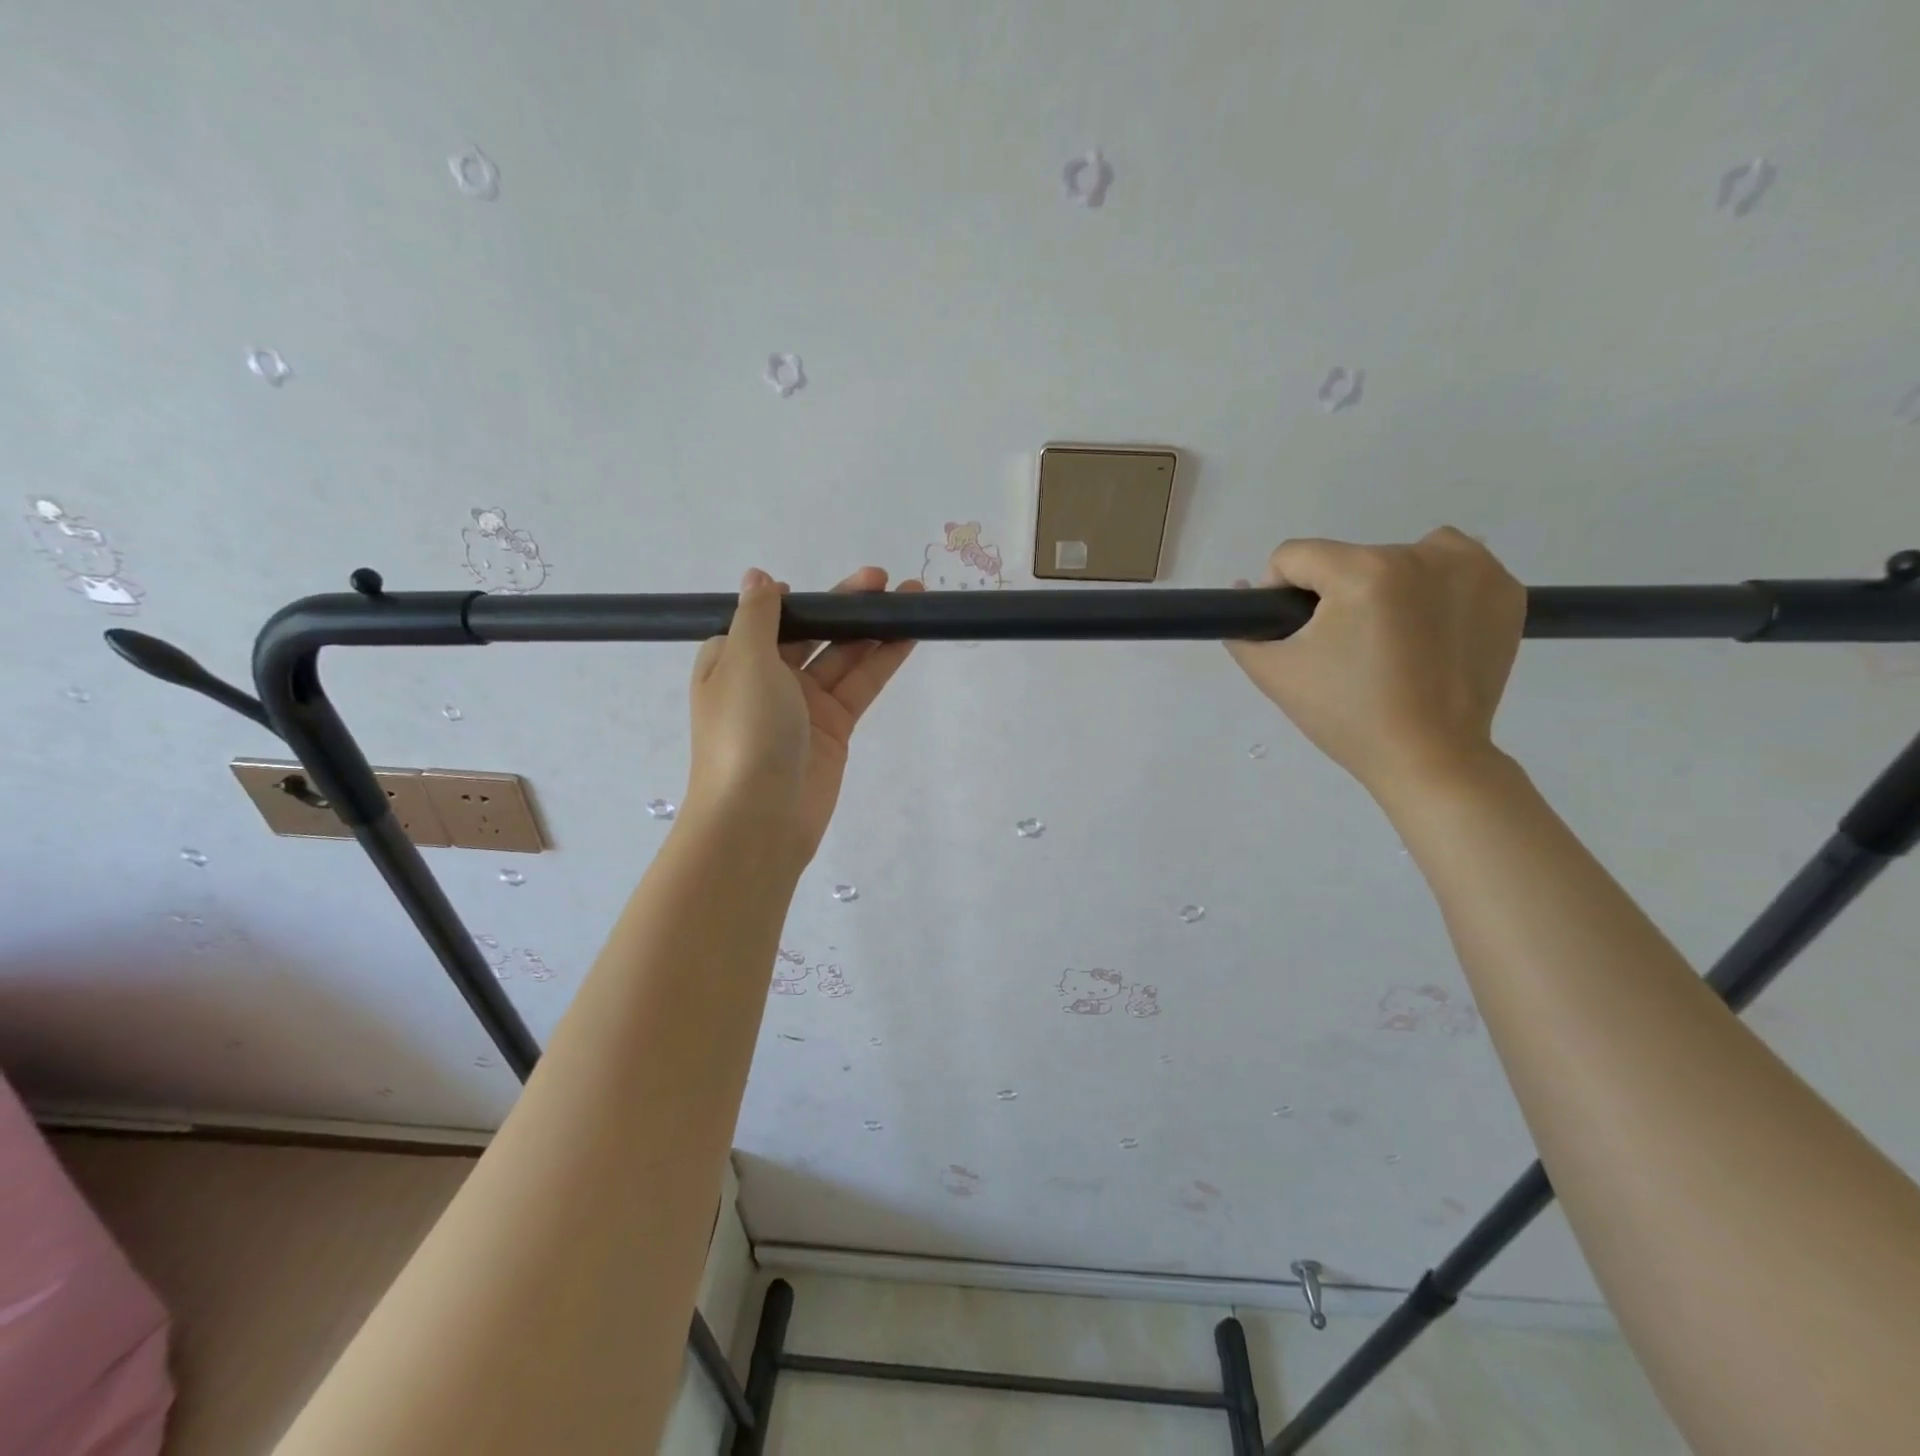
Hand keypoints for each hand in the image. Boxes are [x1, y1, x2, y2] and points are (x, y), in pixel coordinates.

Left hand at [685, 566, 919, 864]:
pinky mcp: (834, 729)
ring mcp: (803, 706)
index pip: (766, 620)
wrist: (759, 817)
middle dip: (844, 606)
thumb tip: (758, 577)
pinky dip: (882, 661)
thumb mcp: (744, 660)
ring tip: (910, 597)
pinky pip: (860, 686)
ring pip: (842, 657)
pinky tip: (908, 636)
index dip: (796, 600)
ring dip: (872, 628)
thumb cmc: (744, 730)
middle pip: (811, 633)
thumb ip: (759, 615)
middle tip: (882, 580)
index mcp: (733, 660)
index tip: (822, 588)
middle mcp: (767, 680)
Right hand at [1223, 528, 1524, 799]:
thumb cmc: (1347, 717)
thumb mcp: (1276, 674)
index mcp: (1363, 572)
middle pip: (1349, 559)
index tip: (1295, 634)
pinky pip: (1453, 568)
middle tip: (1344, 651)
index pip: (1295, 556)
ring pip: (1402, 556)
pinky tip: (1429, 633)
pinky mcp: (1506, 590)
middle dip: (1336, 596)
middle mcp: (1423, 555)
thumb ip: (1244, 630)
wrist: (1430, 758)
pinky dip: (1435, 590)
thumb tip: (1244, 591)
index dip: (1280, 592)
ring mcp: (1474, 568)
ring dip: (1386, 584)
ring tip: (1389, 638)